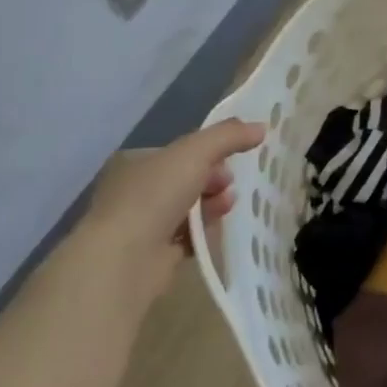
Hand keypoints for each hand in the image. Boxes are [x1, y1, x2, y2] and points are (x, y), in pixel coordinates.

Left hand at [71, 118, 265, 298]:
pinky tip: (215, 233)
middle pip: (186, 180)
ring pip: (187, 209)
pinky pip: (186, 238)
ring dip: (212, 206)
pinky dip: (202, 234)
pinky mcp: (152, 256)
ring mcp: (141, 225)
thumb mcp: (195, 152)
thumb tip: (261, 127)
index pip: (180, 152)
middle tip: (229, 184)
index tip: (231, 159)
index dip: (209, 153)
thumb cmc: (154, 196)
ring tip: (227, 207)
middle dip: (213, 180)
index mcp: (135, 162)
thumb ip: (228, 136)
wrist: (124, 260)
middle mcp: (134, 191)